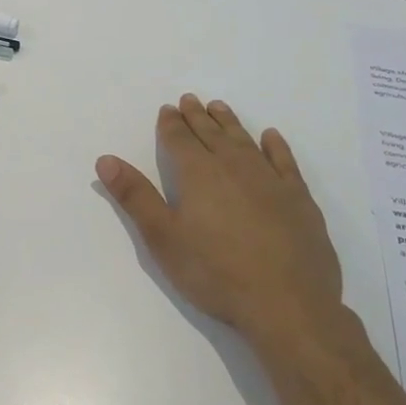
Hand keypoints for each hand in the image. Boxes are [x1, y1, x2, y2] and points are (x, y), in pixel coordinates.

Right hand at [96, 95, 344, 346]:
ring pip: (245, 141)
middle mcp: (234, 167)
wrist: (288, 305)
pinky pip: (284, 161)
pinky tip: (270, 137)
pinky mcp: (299, 199)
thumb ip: (135, 196)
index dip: (171, 124)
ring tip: (219, 107)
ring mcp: (270, 181)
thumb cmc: (215, 273)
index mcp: (198, 175)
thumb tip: (105, 159)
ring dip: (229, 123)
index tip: (167, 109)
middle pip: (211, 134)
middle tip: (190, 99)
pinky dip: (275, 146)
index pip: (179, 140)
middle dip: (197, 117)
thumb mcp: (163, 238)